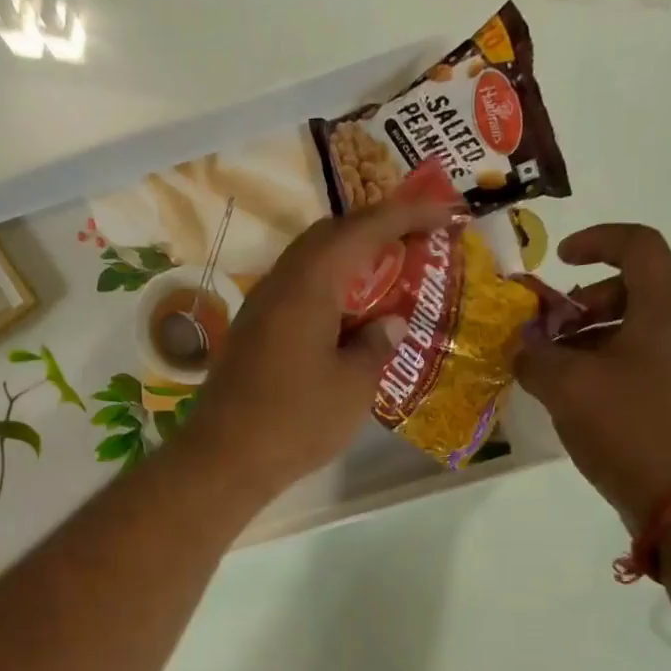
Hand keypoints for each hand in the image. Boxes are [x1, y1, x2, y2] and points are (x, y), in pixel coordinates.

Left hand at [178, 189, 457, 496]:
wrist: (225, 459)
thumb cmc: (296, 421)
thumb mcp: (353, 387)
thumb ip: (377, 346)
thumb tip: (391, 323)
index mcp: (309, 284)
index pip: (363, 228)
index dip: (407, 214)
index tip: (445, 211)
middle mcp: (280, 283)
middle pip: (330, 236)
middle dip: (375, 231)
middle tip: (413, 244)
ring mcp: (260, 308)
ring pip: (310, 264)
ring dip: (350, 263)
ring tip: (386, 281)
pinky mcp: (252, 334)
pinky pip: (296, 294)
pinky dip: (328, 292)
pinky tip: (347, 321)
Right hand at [514, 224, 670, 529]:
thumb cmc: (631, 429)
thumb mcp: (569, 389)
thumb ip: (537, 358)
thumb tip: (522, 345)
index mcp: (664, 312)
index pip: (639, 246)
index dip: (597, 241)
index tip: (559, 260)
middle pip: (632, 293)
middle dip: (581, 305)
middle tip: (546, 335)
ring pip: (633, 335)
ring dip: (587, 343)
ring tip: (551, 376)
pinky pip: (639, 369)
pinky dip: (603, 372)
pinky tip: (576, 406)